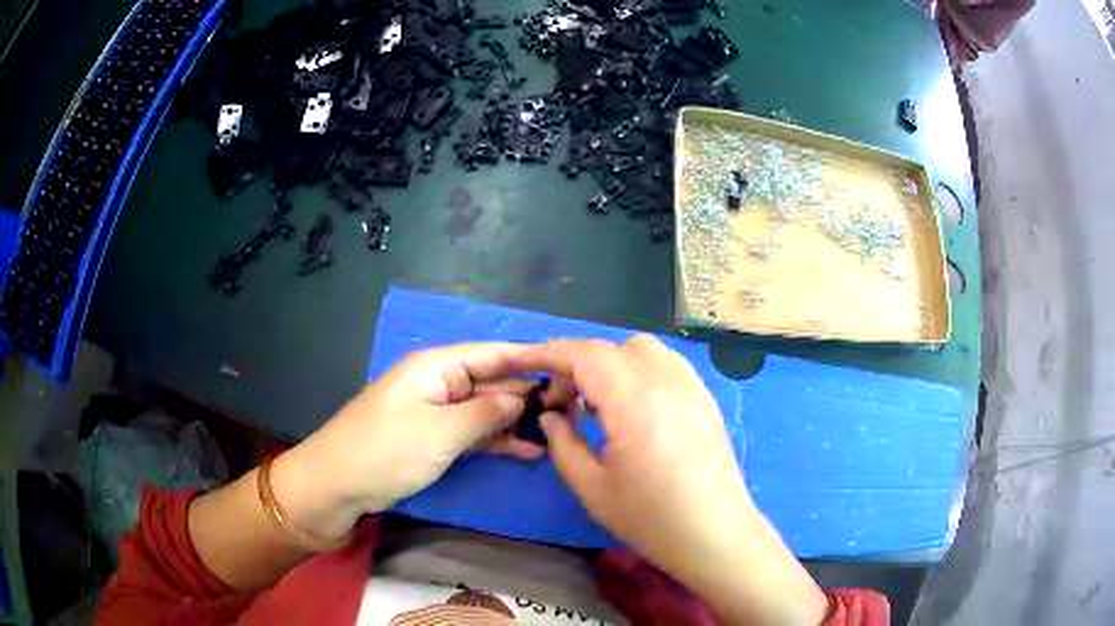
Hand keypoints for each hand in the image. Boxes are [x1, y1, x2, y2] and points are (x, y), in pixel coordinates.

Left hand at [273, 343, 555, 541]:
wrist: (336, 484)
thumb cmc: (385, 451)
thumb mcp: (439, 432)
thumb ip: (484, 412)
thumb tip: (521, 395)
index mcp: (437, 366)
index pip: (494, 353)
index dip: (532, 359)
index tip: (571, 371)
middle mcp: (439, 381)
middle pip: (492, 380)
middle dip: (529, 394)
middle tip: (574, 410)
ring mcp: (437, 411)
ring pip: (485, 408)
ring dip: (516, 420)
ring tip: (559, 432)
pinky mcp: (433, 437)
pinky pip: (472, 432)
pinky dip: (496, 440)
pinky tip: (527, 450)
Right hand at [515, 335, 827, 625]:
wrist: (715, 535)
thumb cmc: (651, 519)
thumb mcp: (592, 488)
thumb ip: (563, 444)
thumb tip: (551, 416)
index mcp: (635, 403)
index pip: (585, 355)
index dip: (548, 352)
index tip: (524, 362)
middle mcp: (667, 382)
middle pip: (612, 348)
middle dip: (576, 363)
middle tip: (561, 401)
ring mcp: (692, 387)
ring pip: (643, 349)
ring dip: (610, 363)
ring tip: (596, 402)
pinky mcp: (705, 399)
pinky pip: (667, 365)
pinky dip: (639, 370)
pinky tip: (632, 406)